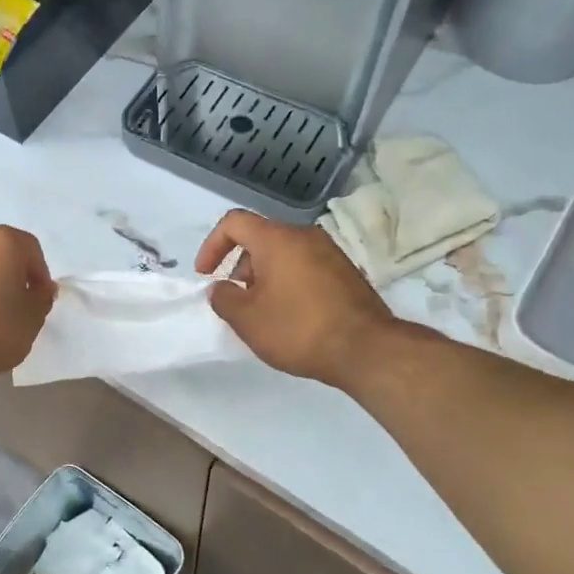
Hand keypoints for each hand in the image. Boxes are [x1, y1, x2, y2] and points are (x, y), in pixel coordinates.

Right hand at [196, 210, 413, 389]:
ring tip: (262, 310)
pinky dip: (288, 282)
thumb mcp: (247, 320)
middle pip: (261, 237)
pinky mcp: (347, 272)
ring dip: (265, 275)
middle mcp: (305, 236)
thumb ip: (223, 298)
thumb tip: (222, 288)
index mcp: (277, 239)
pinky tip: (290, 315)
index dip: (212, 246)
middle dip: (239, 264)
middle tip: (236, 298)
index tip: (206, 276)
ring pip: (285, 253)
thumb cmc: (298, 329)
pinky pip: (306, 266)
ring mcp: (330, 252)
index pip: (234, 223)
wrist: (366, 350)